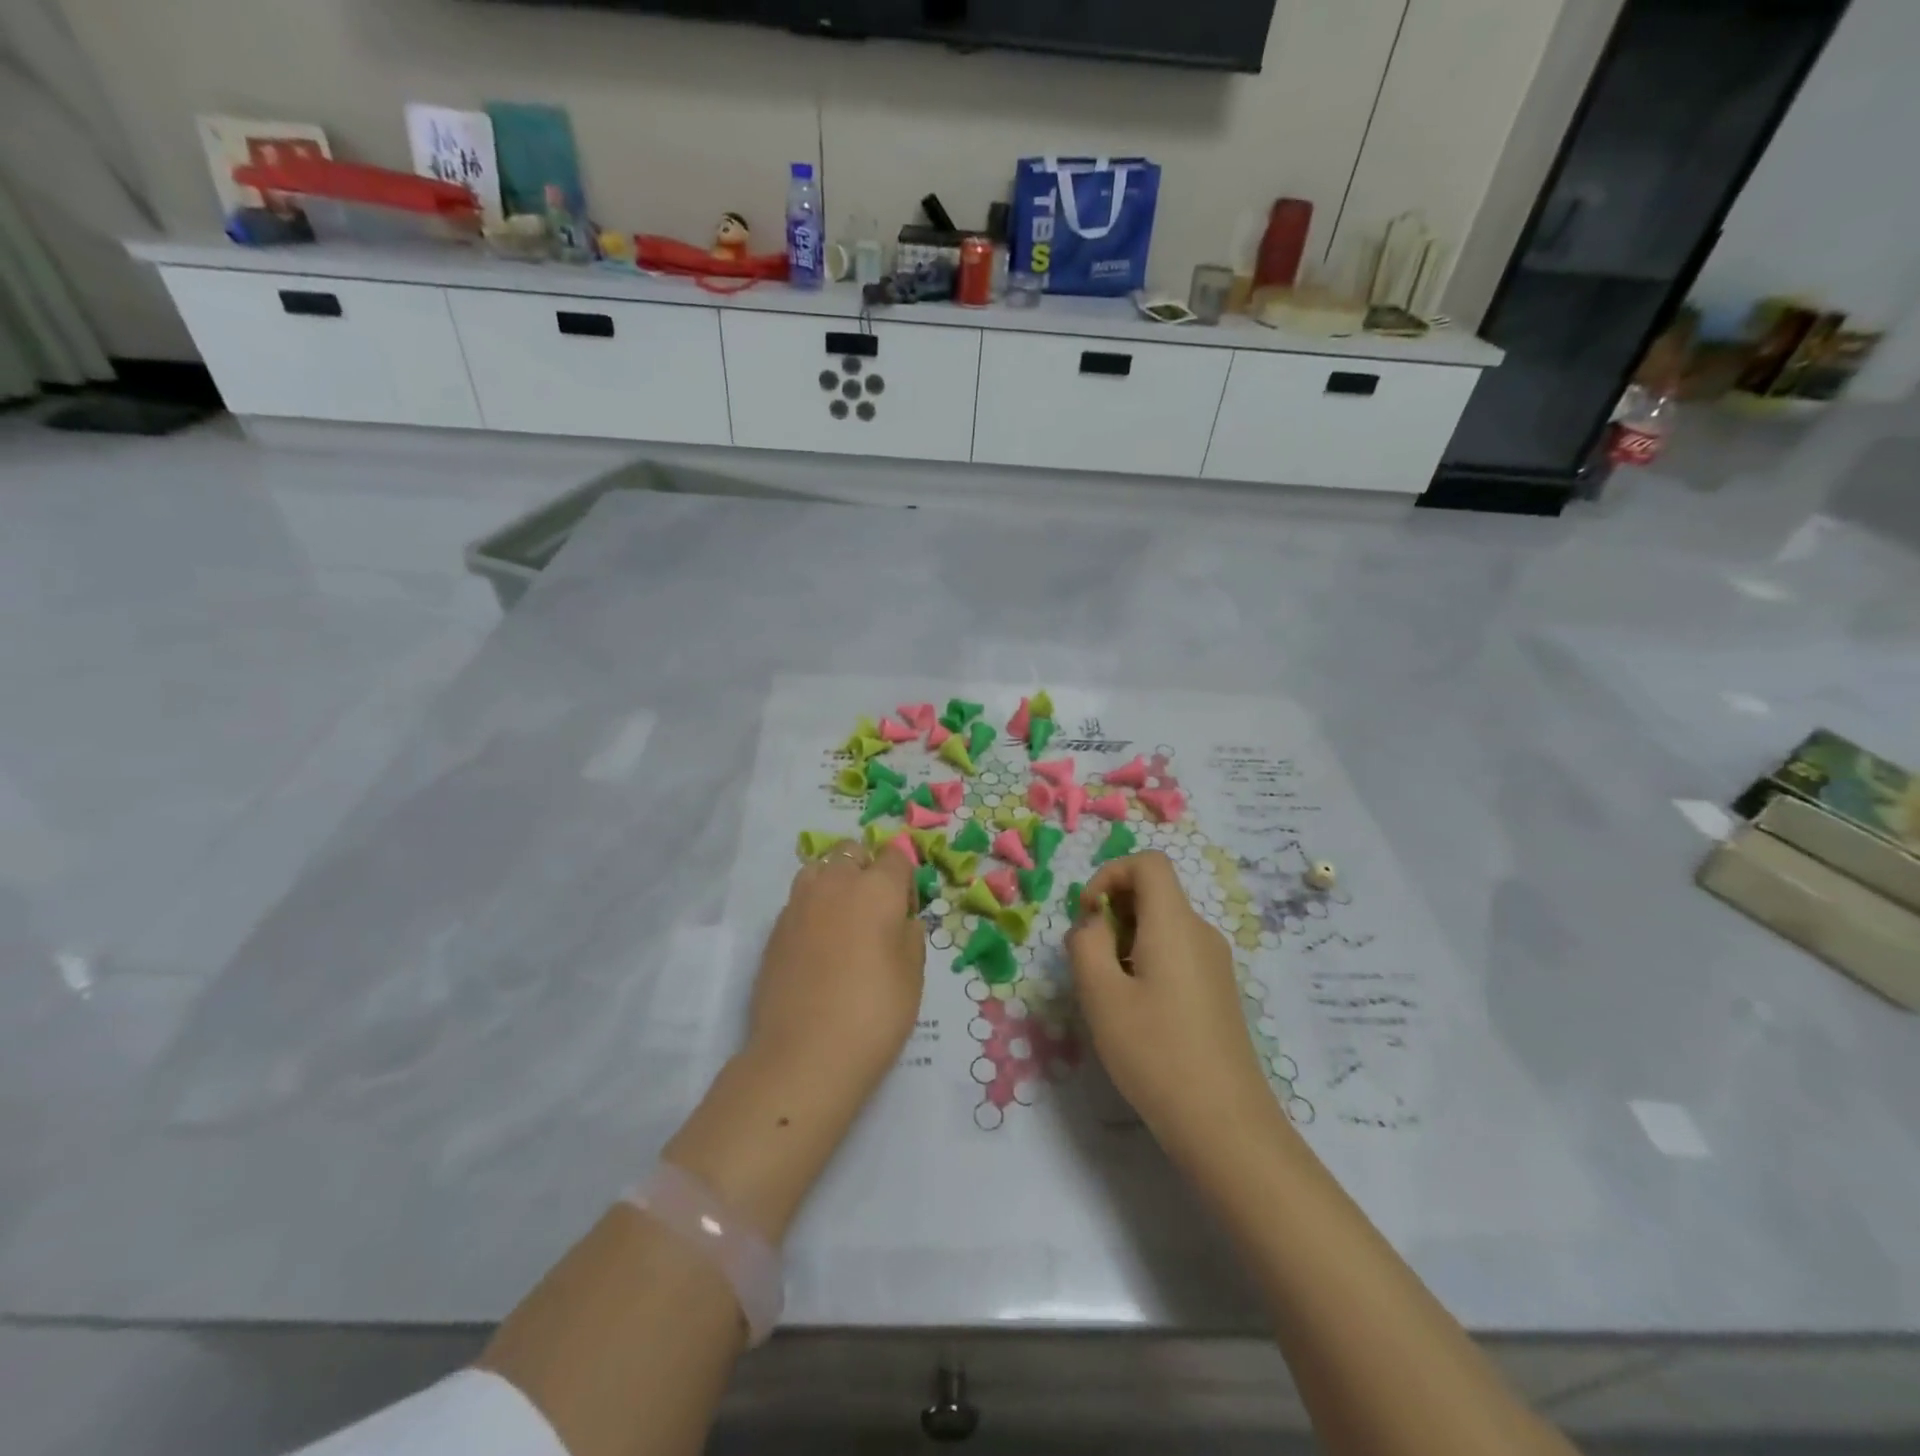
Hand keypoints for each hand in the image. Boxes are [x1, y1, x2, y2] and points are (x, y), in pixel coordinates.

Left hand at [664, 843, 923, 1242]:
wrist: (805, 1054)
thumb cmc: (875, 1013)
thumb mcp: (913, 975)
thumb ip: (910, 934)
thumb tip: (899, 920)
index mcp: (877, 888)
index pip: (894, 855)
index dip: (903, 876)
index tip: (905, 907)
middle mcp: (836, 884)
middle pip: (851, 852)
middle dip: (866, 868)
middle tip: (874, 909)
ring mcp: (799, 904)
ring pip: (819, 869)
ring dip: (833, 881)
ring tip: (842, 919)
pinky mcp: (775, 929)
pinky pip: (799, 901)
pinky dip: (812, 909)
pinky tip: (818, 945)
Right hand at [1066, 852, 1277, 1155]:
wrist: (1225, 1124)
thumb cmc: (1155, 1052)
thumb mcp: (1101, 995)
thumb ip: (1086, 943)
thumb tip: (1093, 922)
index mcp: (1175, 923)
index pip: (1148, 863)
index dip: (1110, 874)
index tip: (1087, 915)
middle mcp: (1201, 932)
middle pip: (1155, 892)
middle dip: (1114, 910)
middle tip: (1090, 958)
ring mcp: (1215, 962)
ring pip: (1163, 924)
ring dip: (1126, 938)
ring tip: (1109, 990)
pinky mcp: (1218, 990)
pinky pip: (1177, 951)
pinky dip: (1147, 959)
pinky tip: (1137, 1009)